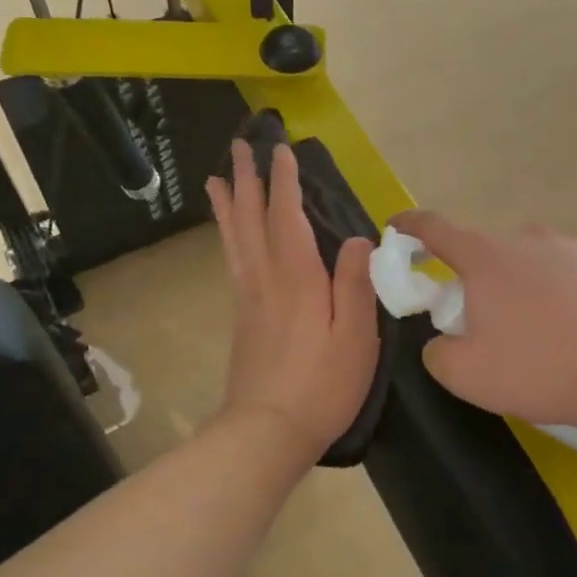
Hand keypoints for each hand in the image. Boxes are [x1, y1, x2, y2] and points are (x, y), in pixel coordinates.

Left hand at [207, 141, 378, 461]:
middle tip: (238, 146)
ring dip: (228, 205)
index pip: (288, 217)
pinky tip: (231, 235)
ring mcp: (248, 299)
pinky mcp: (242, 318)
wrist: (267, 431)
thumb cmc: (322, 385)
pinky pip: (233, 261)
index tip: (280, 149)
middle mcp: (266, 280)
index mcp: (298, 279)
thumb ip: (356, 285)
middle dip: (247, 180)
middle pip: (252, 219)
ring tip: (217, 178)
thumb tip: (359, 239)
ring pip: (235, 239)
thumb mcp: (355, 337)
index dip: (285, 181)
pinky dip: (228, 237)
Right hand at [389, 211, 576, 434]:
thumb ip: (437, 352)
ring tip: (531, 337)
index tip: (395, 227)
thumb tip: (442, 342)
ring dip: (515, 290)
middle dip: (471, 280)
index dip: (410, 226)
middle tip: (478, 323)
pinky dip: (552, 298)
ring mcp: (570, 250)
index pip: (435, 228)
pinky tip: (568, 335)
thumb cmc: (540, 367)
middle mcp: (526, 240)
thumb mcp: (467, 374)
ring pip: (525, 266)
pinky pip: (562, 277)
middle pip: (483, 253)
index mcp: (486, 257)